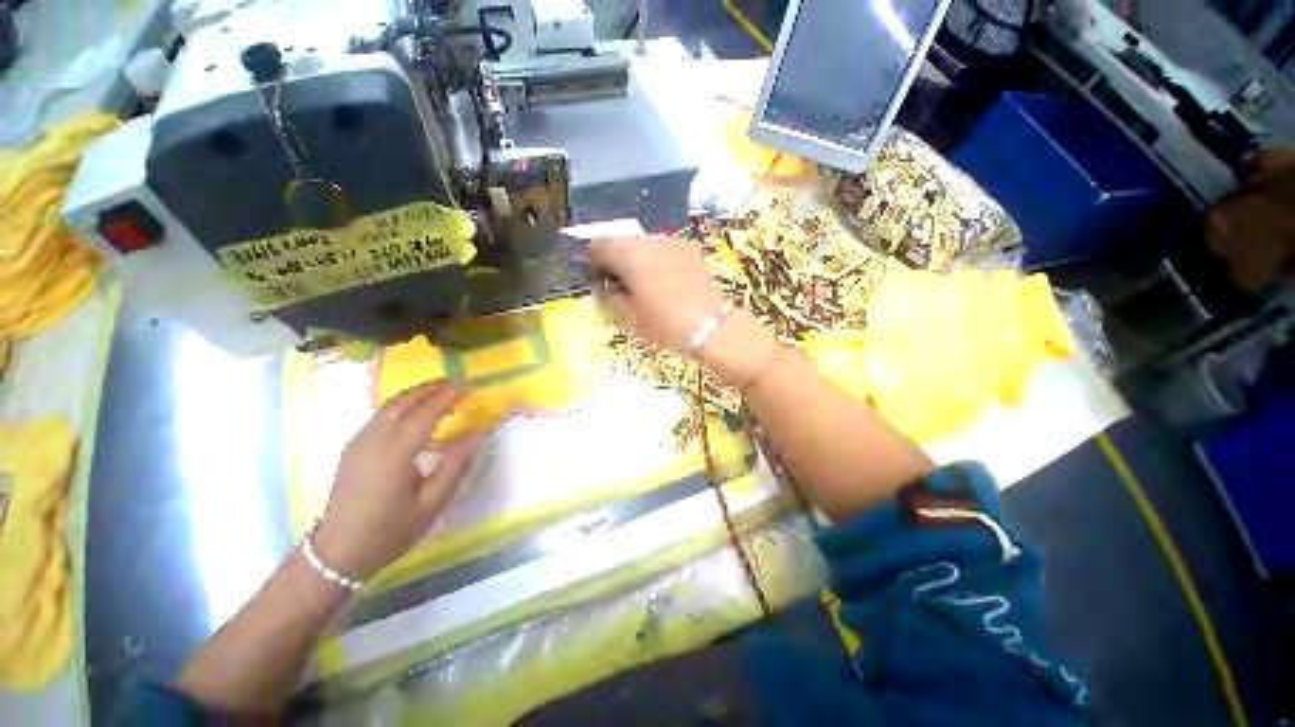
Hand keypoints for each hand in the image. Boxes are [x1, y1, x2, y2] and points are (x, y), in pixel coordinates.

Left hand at [313, 380, 483, 581]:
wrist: (336, 553)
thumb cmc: (389, 532)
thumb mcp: (430, 505)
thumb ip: (455, 466)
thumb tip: (478, 434)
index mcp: (395, 457)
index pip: (424, 415)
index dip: (446, 398)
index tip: (466, 388)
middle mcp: (374, 443)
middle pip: (403, 403)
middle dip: (430, 389)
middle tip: (455, 383)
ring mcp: (358, 443)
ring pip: (388, 406)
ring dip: (415, 393)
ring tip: (438, 390)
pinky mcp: (351, 448)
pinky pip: (378, 416)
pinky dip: (400, 404)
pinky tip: (412, 410)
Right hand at [589, 235, 725, 352]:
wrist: (707, 325)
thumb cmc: (662, 323)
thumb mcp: (626, 316)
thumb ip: (609, 295)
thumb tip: (604, 285)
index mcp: (628, 255)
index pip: (599, 246)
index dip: (592, 259)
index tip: (594, 273)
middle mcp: (647, 240)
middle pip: (621, 240)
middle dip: (614, 255)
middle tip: (615, 276)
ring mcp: (670, 241)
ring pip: (643, 242)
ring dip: (635, 255)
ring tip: (640, 277)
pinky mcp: (688, 248)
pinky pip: (662, 247)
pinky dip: (656, 257)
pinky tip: (661, 276)